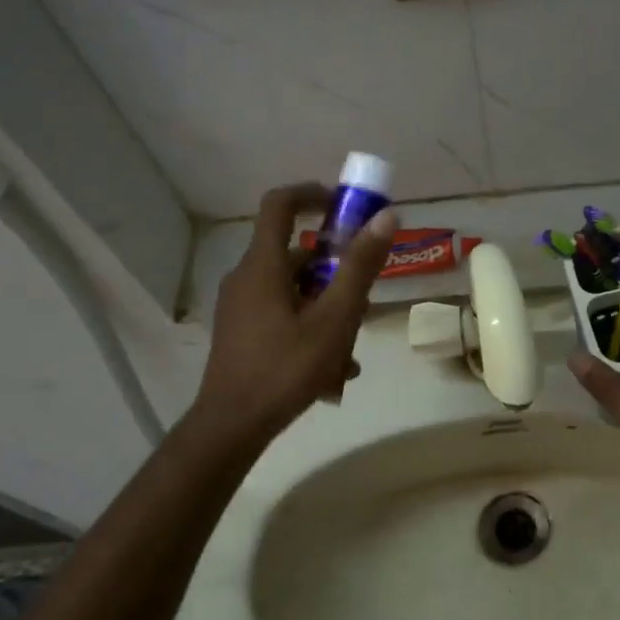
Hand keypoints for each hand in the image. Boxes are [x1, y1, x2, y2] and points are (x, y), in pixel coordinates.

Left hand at [195, 182, 397, 442]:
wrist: (233, 425)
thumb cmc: (286, 367)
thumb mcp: (335, 317)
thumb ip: (361, 266)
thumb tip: (386, 217)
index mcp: (264, 266)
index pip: (280, 204)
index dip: (312, 194)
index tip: (344, 206)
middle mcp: (247, 278)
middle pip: (297, 256)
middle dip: (336, 272)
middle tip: (364, 298)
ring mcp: (241, 307)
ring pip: (294, 291)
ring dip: (328, 309)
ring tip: (353, 348)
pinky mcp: (242, 332)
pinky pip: (283, 315)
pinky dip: (311, 328)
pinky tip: (334, 370)